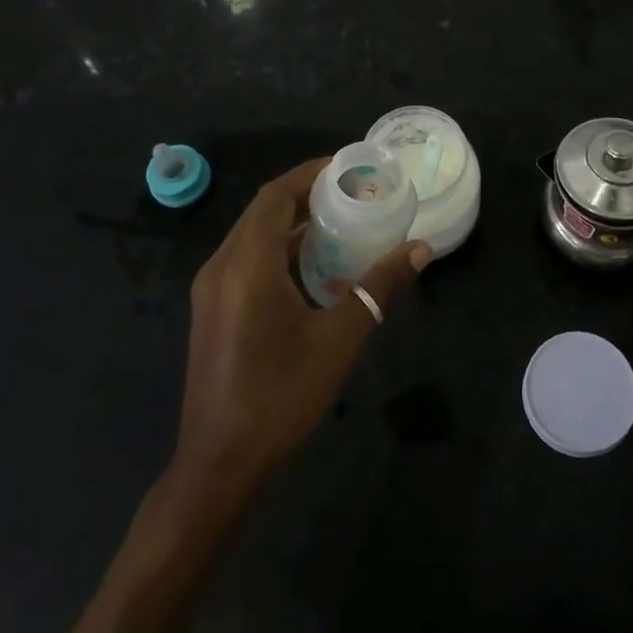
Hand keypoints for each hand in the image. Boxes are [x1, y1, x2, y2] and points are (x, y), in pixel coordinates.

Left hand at [171, 158, 429, 501]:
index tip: (348, 167)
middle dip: (305, 194)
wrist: (219, 465)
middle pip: (263, 211)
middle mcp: (222, 267)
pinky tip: (312, 265)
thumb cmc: (280, 397)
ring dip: (291, 222)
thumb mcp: (338, 339)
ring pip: (252, 235)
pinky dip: (277, 248)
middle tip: (352, 192)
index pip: (276, 196)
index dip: (310, 174)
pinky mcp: (212, 311)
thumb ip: (378, 288)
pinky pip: (246, 260)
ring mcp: (211, 290)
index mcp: (247, 265)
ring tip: (339, 220)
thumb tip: (420, 249)